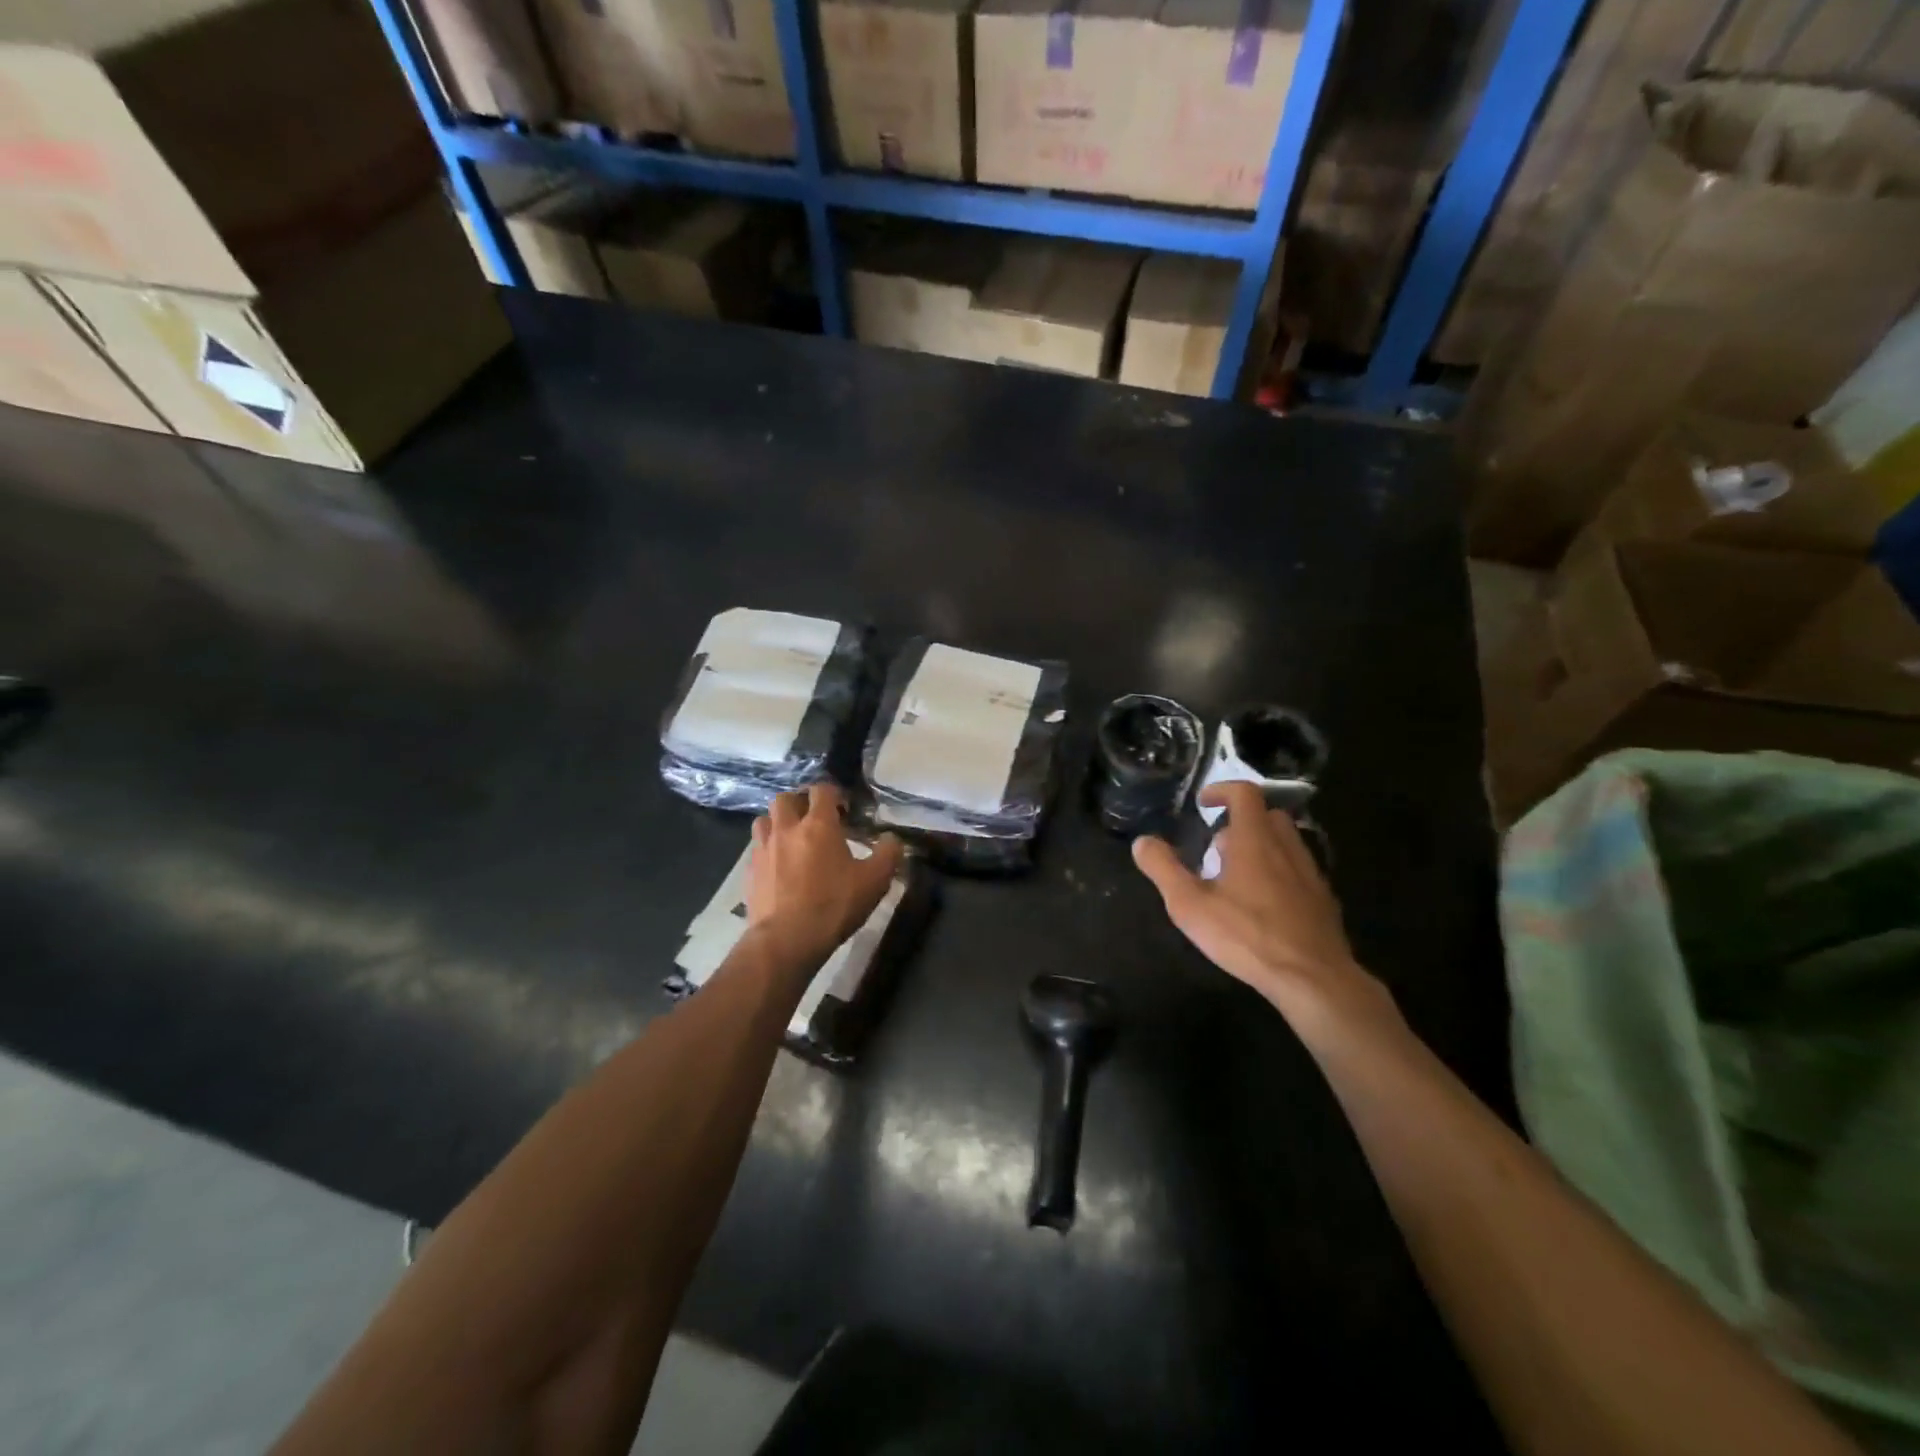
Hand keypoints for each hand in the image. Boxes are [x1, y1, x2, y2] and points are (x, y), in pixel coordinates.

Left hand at [748, 784, 902, 966]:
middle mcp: (787, 829)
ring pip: (764, 820)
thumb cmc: (833, 906)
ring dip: (778, 823)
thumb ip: (888, 855)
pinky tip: (778, 867)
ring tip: (791, 838)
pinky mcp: (749, 871)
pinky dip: (767, 850)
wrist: (786, 940)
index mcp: (818, 825)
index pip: (822, 790)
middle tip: (813, 819)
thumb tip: (892, 839)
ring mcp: (764, 849)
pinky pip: (756, 849)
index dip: (833, 794)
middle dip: (800, 803)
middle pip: (785, 799)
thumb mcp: (874, 882)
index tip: (843, 808)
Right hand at [1132, 783, 1398, 1038]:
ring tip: (1236, 876)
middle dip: (1241, 822)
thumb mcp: (1190, 905)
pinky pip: (1298, 870)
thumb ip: (1163, 869)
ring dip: (1261, 846)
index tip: (1203, 804)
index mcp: (1254, 840)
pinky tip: (1264, 904)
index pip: (1244, 793)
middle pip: (1268, 815)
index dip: (1222, 790)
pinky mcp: (1323, 899)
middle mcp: (1286, 847)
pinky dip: (1279, 872)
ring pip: (1286, 842)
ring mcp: (1310, 873)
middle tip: (1216, 847)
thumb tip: (1142, 842)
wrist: (1312, 978)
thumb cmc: (1246, 935)